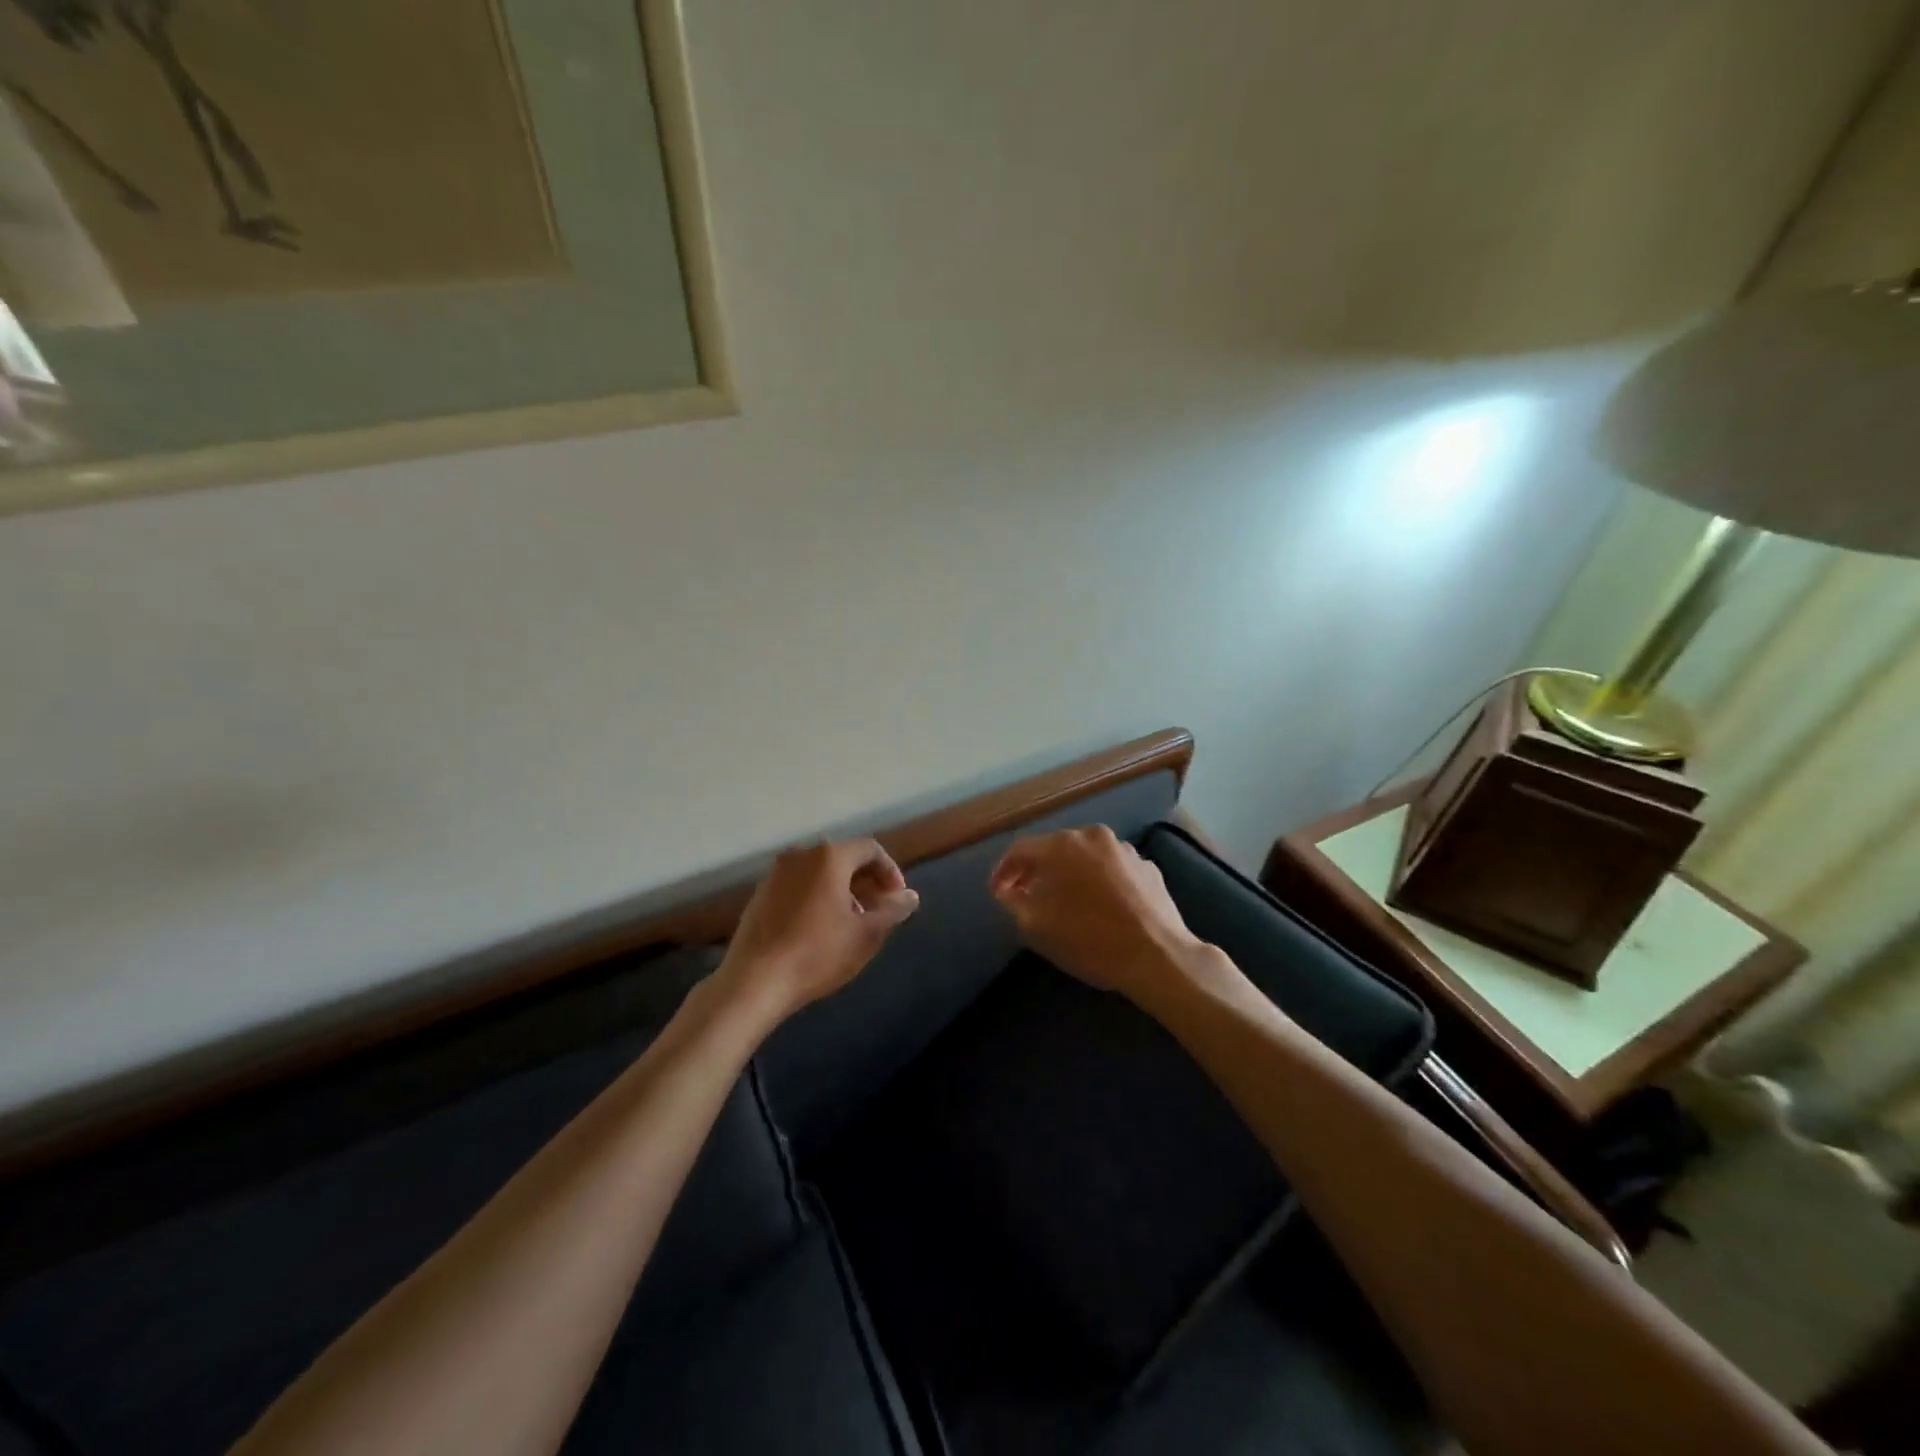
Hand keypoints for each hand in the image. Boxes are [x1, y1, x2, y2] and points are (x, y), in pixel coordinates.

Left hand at [716, 839, 919, 1022]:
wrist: (753, 982)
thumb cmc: (817, 954)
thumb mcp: (866, 934)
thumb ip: (892, 910)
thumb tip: (910, 896)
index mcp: (829, 857)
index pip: (870, 849)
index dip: (891, 872)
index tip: (898, 900)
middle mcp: (801, 855)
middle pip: (844, 858)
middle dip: (867, 881)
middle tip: (879, 911)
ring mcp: (776, 874)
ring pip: (820, 872)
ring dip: (842, 890)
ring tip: (852, 923)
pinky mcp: (760, 894)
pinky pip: (799, 885)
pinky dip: (817, 897)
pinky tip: (820, 929)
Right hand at [989, 826, 1208, 1003]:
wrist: (1158, 956)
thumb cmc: (1089, 940)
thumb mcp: (1035, 927)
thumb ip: (1013, 902)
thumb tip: (1007, 889)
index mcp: (1060, 846)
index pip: (1019, 850)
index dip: (1003, 871)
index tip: (997, 892)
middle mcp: (1091, 836)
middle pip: (1053, 848)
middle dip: (1037, 870)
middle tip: (1027, 895)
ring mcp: (1124, 849)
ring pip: (1085, 856)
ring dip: (1070, 873)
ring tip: (1066, 900)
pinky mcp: (1148, 866)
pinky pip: (1112, 868)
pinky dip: (1099, 880)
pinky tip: (1101, 905)